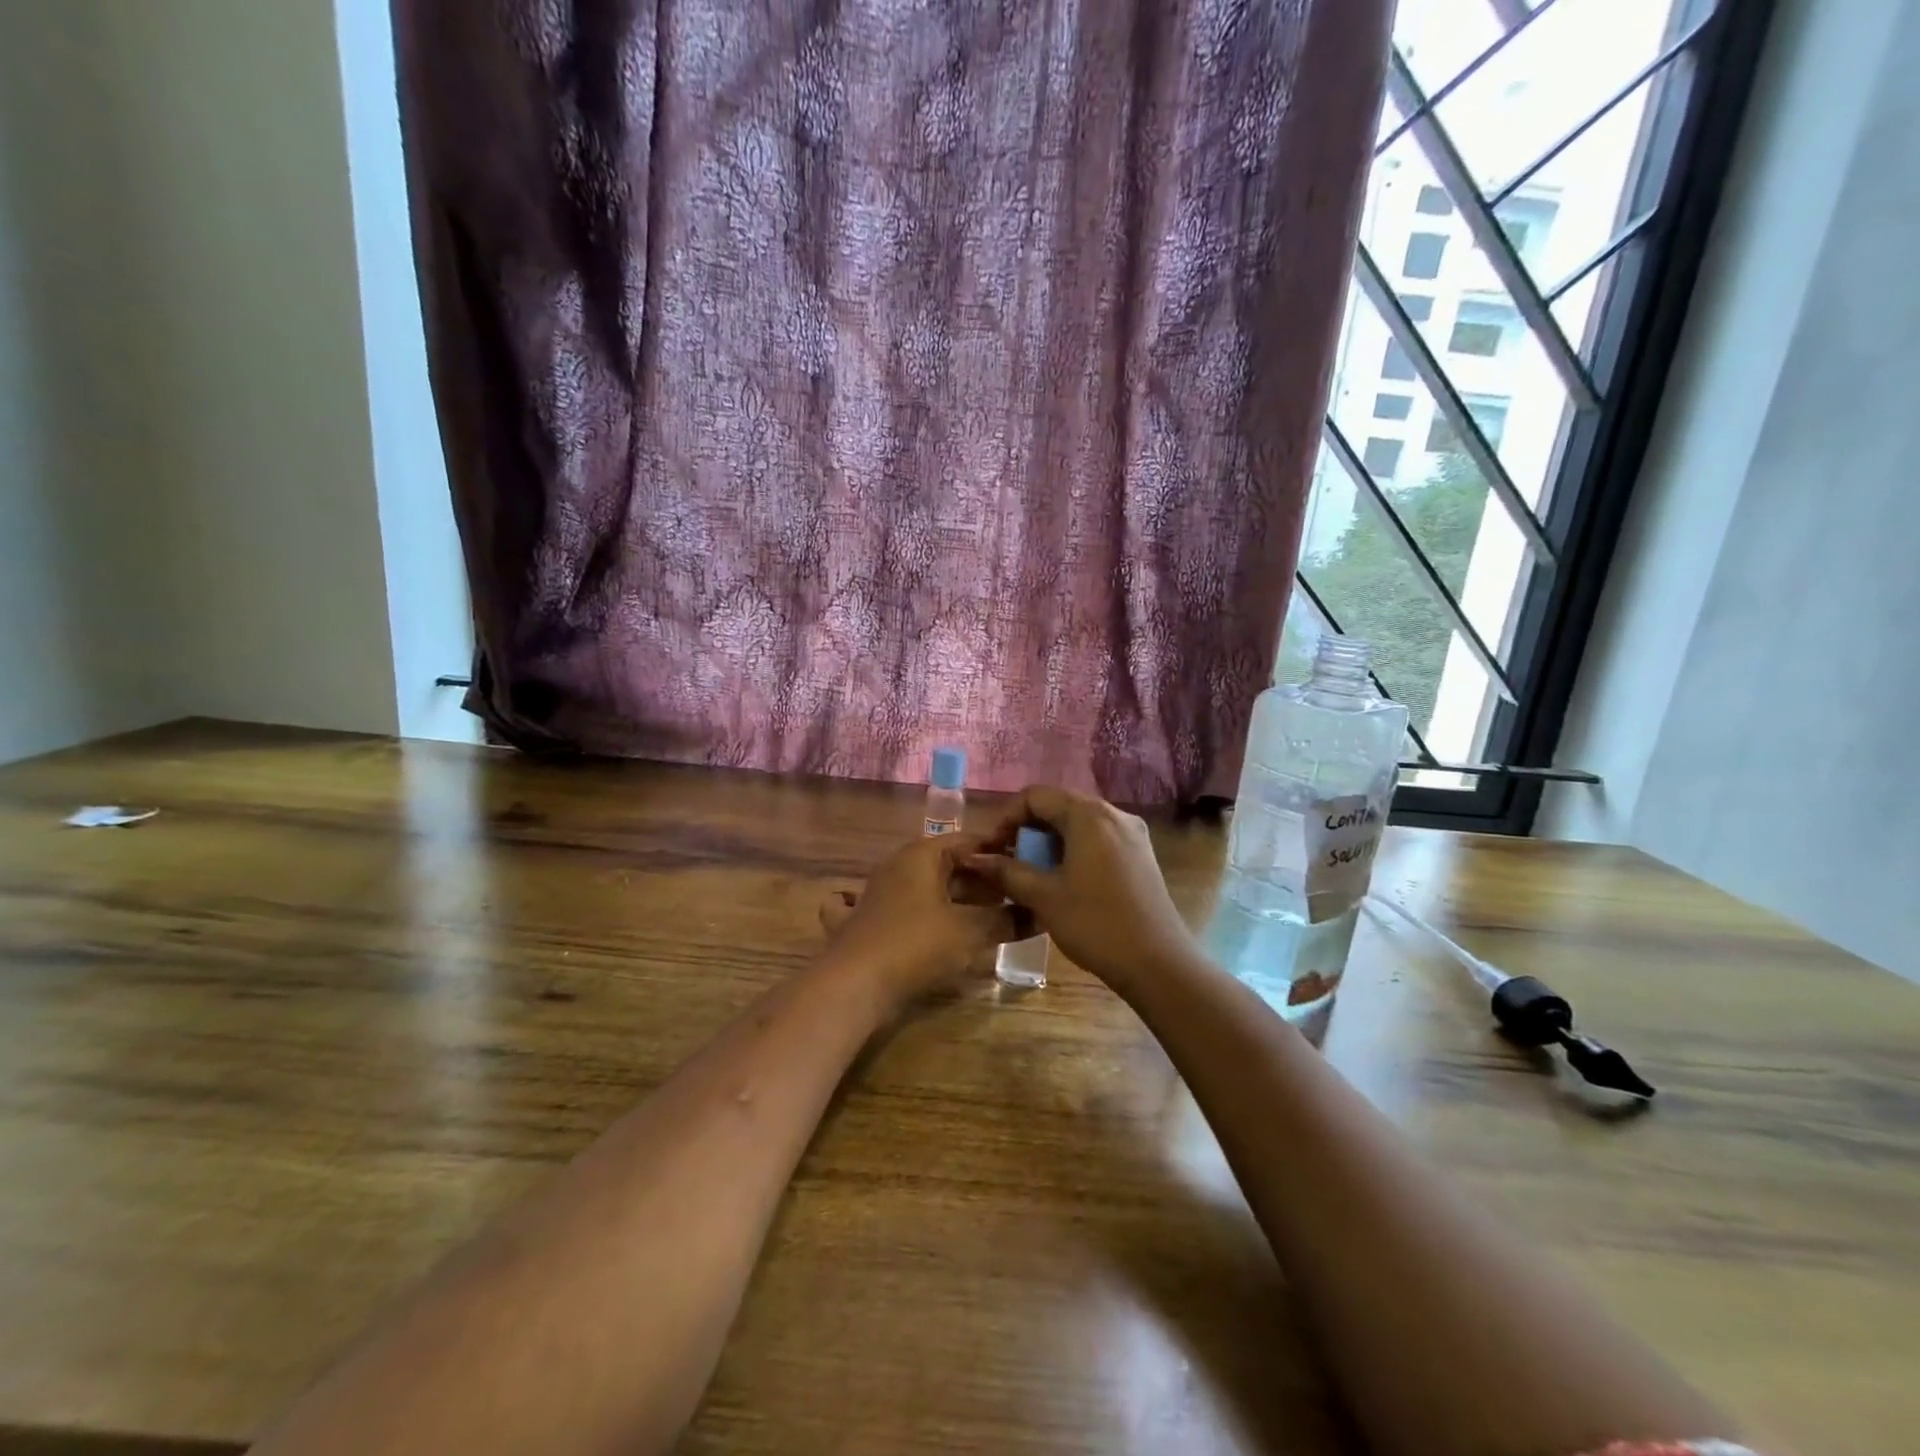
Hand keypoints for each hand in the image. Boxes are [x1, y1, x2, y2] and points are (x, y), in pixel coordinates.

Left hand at [817, 833, 1022, 1011]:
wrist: (854, 985)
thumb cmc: (916, 945)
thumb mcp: (970, 932)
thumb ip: (1006, 920)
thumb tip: (1037, 914)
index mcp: (921, 855)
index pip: (968, 842)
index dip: (998, 854)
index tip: (1024, 870)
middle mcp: (896, 866)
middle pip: (945, 866)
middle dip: (979, 882)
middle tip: (1012, 900)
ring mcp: (873, 894)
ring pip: (920, 888)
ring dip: (950, 900)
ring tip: (982, 918)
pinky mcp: (858, 923)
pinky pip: (885, 909)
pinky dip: (901, 912)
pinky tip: (908, 922)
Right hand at [965, 786, 1193, 988]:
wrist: (1158, 963)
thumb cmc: (1095, 924)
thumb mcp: (1044, 896)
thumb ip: (1006, 871)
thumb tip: (973, 858)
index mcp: (1089, 815)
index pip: (1036, 796)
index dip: (1006, 817)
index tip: (991, 849)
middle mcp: (1113, 814)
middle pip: (1058, 806)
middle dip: (1027, 829)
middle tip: (1007, 861)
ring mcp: (1131, 834)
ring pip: (1078, 824)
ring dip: (1049, 842)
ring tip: (1030, 874)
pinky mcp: (1140, 855)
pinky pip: (1097, 839)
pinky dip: (1073, 850)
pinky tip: (1062, 881)